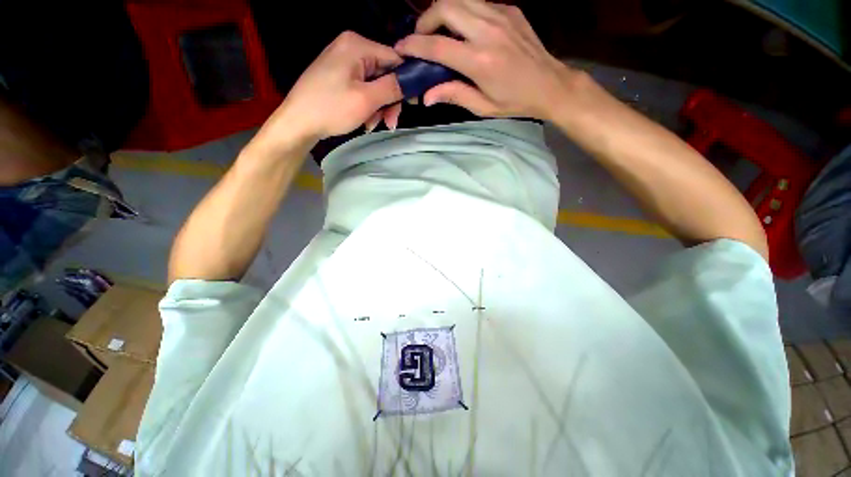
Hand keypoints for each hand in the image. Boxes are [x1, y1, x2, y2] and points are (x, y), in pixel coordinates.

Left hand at [255, 31, 403, 151]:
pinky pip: (363, 89)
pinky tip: (364, 121)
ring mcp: (344, 62)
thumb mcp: (366, 99)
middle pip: (385, 74)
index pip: (395, 58)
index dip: (407, 81)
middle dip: (389, 101)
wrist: (298, 123)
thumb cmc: (331, 108)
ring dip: (379, 108)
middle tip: (389, 123)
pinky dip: (367, 107)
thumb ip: (393, 88)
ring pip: (375, 85)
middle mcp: (351, 48)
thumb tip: (414, 81)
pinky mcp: (339, 76)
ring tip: (372, 125)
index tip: (412, 104)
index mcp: (358, 45)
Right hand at [395, 0, 583, 119]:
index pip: (437, 46)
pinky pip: (477, 2)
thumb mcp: (483, 106)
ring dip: (443, 11)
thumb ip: (454, 95)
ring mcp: (500, 14)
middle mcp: (488, 31)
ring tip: (440, 30)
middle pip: (445, 6)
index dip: (414, 46)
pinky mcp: (510, 9)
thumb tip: (426, 96)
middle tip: (423, 38)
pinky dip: (463, 11)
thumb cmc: (515, 101)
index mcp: (480, 61)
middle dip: (425, 20)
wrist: (551, 84)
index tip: (401, 48)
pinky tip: (464, 29)